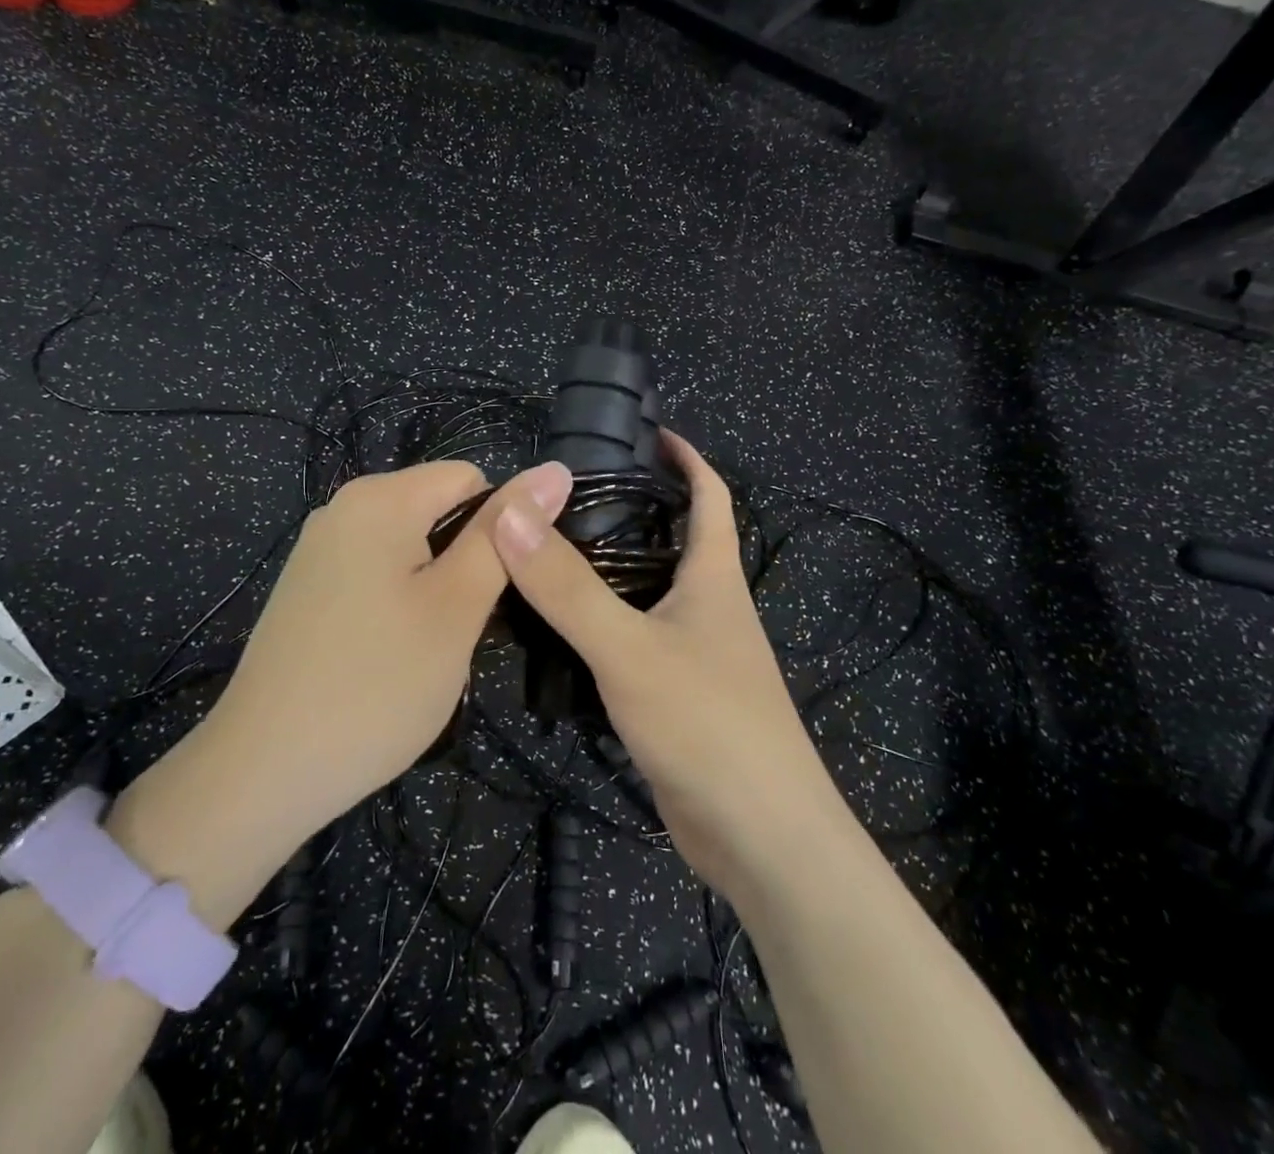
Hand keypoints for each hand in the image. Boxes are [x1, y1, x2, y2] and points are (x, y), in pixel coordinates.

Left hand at [111, 459, 570, 925]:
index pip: (472, 479)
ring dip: (436, 587)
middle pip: (439, 509)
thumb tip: (555, 468)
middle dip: (465, 560)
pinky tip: (391, 655)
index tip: (493, 593)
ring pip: (412, 546)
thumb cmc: (376, 685)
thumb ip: (505, 535)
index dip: (499, 532)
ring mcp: (319, 549)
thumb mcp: (456, 607)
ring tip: (429, 647)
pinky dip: (401, 602)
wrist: (263, 773)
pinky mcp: (308, 587)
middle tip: (461, 627)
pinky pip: (378, 571)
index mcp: (380, 498)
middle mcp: (343, 508)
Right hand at [490, 434, 849, 902]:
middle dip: (631, 511)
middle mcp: (709, 608)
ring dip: (608, 572)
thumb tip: (511, 512)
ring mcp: (696, 656)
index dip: (684, 458)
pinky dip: (601, 627)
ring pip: (647, 595)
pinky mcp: (676, 698)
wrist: (762, 840)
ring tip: (546, 555)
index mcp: (714, 578)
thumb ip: (567, 587)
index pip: (711, 495)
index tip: (644, 432)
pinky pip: (634, 644)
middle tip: (564, 497)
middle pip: (673, 541)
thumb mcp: (628, 649)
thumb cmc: (709, 724)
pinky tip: (558, 634)